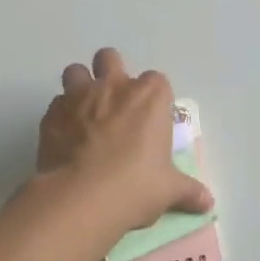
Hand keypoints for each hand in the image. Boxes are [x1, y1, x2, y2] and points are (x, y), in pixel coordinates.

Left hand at [37, 49, 214, 229]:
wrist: (80, 198)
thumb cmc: (135, 187)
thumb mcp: (168, 191)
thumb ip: (188, 191)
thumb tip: (207, 202)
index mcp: (149, 98)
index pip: (157, 82)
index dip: (154, 98)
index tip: (152, 119)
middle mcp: (113, 87)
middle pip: (110, 58)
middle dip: (111, 72)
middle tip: (114, 104)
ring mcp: (78, 97)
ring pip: (76, 71)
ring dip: (80, 86)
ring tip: (84, 113)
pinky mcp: (51, 115)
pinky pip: (56, 104)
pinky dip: (61, 115)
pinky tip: (65, 138)